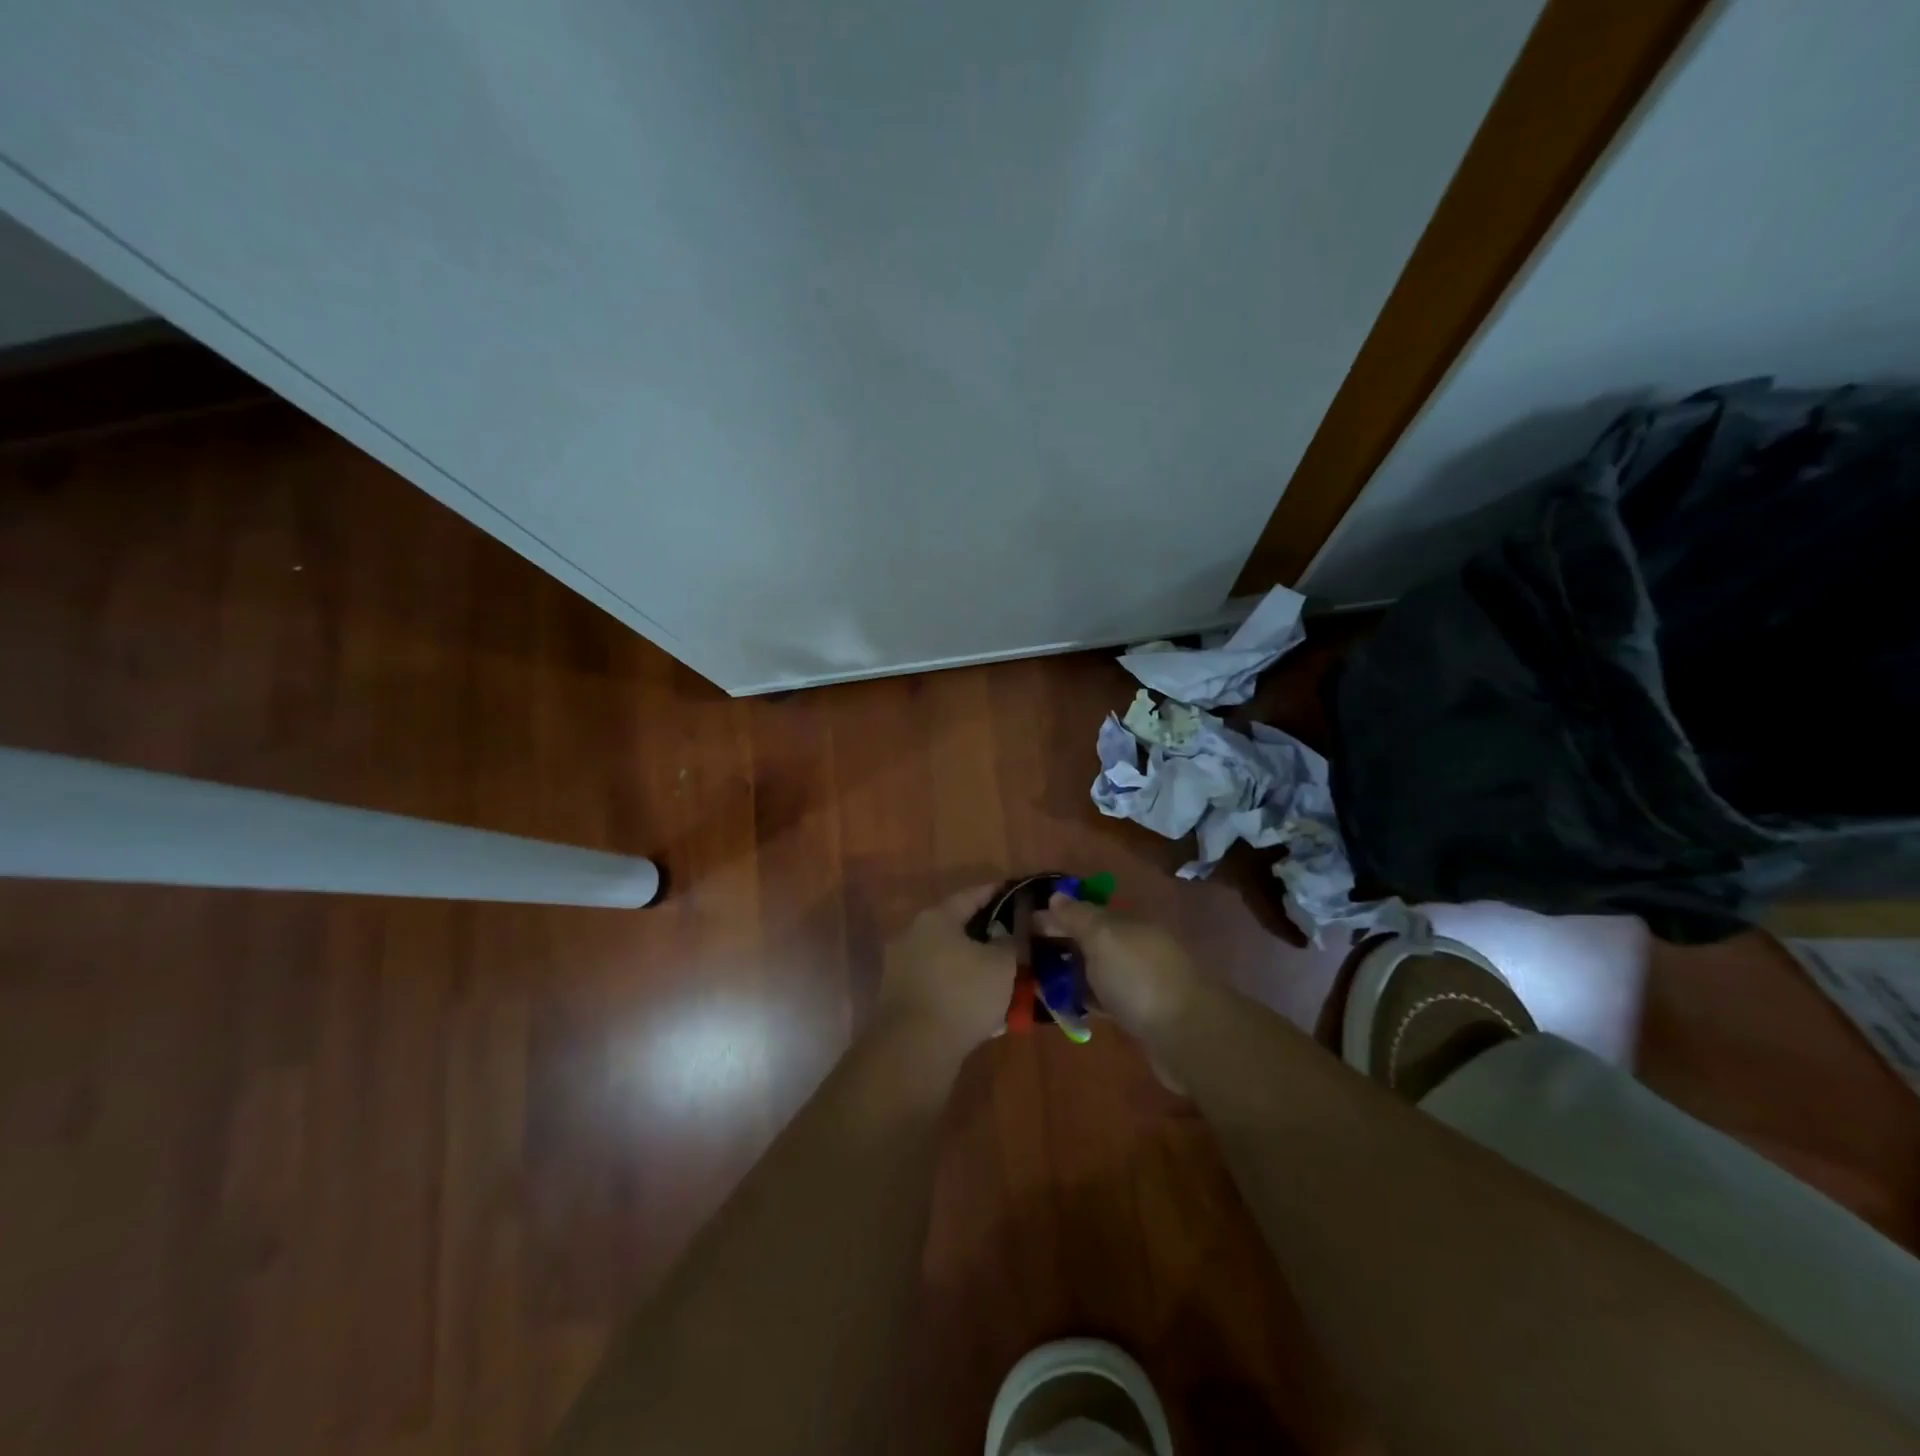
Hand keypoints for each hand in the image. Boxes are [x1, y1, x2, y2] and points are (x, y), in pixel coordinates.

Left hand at [876, 885, 1017, 1054]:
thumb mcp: (1002, 965)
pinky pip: (937, 984)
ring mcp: (901, 967)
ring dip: (971, 964)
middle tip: (1010, 938)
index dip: (994, 893)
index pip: (970, 895)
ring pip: (946, 958)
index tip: (1013, 892)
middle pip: (955, 927)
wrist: (914, 1048)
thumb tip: (1007, 934)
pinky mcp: (898, 997)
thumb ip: (1010, 942)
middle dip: (983, 933)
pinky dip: (957, 988)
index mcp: (936, 918)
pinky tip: (978, 1004)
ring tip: (998, 976)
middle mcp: (912, 935)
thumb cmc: (962, 994)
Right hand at [1037, 895, 1202, 1045]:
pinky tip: (1068, 1007)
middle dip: (1062, 943)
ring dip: (1072, 973)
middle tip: (1026, 956)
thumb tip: (1057, 895)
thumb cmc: (1138, 976)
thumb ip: (1077, 916)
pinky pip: (1106, 997)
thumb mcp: (1102, 936)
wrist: (1186, 1033)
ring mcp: (1140, 979)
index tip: (1024, 925)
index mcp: (1127, 921)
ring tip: (1039, 982)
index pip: (1085, 910)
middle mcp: (1135, 945)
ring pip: (1098, 969)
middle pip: (1092, 939)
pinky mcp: (1141, 1012)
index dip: (1056, 915)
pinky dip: (1087, 998)